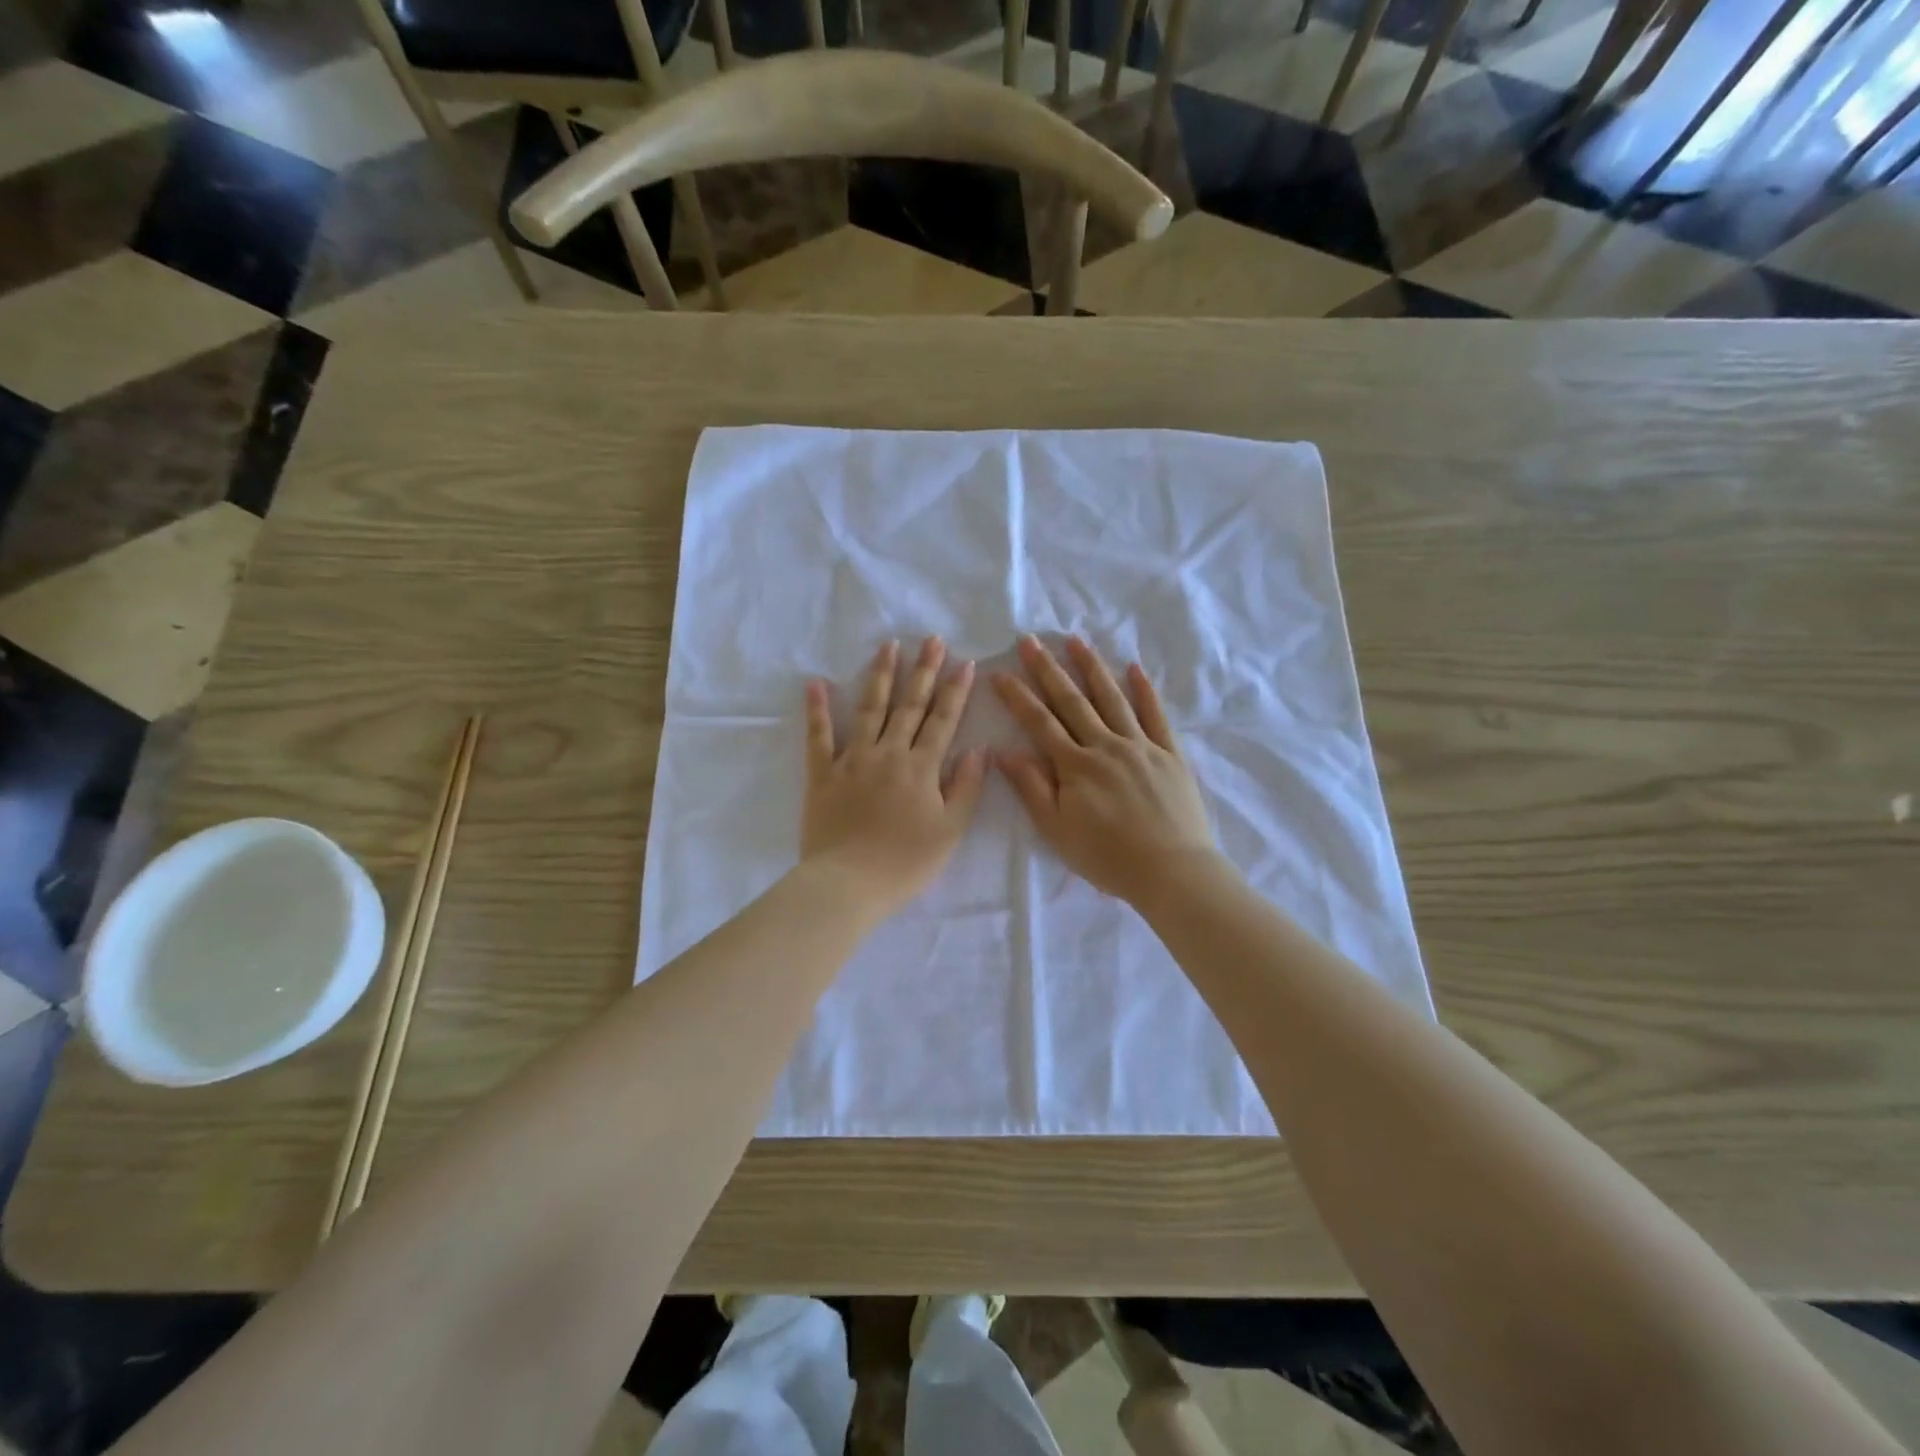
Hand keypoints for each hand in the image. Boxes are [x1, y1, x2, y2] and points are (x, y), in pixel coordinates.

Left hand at [801, 638, 987, 916]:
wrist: (848, 884)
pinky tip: (815, 683)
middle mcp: (888, 753)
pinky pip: (818, 737)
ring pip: (869, 709)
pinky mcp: (822, 774)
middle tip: (931, 639)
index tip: (965, 662)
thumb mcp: (950, 830)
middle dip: (923, 671)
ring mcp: (852, 760)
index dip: (955, 691)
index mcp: (921, 767)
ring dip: (881, 676)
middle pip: (909, 705)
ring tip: (888, 646)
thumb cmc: (906, 863)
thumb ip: (967, 787)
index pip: (943, 720)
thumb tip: (980, 749)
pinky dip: (817, 709)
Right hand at [993, 635, 1219, 906]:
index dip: (1018, 697)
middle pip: (1072, 701)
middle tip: (1030, 641)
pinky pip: (1156, 715)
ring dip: (1092, 668)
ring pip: (1112, 699)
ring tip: (1075, 641)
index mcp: (1076, 766)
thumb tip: (1003, 751)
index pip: (1039, 723)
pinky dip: (1145, 691)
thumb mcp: (1057, 830)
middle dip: (1048, 670)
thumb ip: (1032, 788)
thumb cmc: (1108, 857)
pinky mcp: (1170, 754)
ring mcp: (1141, 746)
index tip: (1000, 672)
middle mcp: (1106, 746)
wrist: (1172, 871)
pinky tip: (1134, 668)